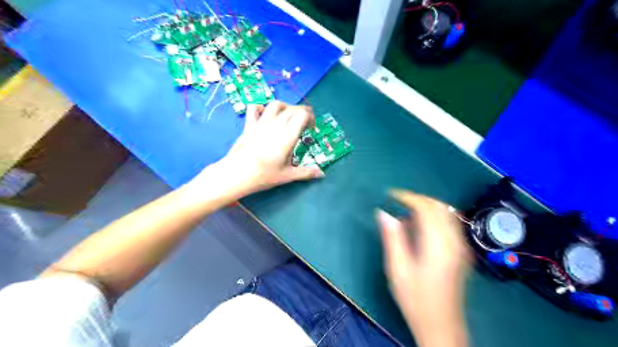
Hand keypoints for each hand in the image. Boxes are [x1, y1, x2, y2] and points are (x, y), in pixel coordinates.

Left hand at [191, 101, 324, 198]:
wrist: (238, 174)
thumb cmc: (265, 175)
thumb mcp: (288, 175)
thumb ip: (306, 172)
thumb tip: (322, 174)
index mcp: (288, 135)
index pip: (303, 114)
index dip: (310, 117)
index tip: (311, 128)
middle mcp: (276, 124)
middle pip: (293, 108)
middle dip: (302, 113)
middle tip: (304, 125)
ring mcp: (261, 122)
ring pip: (276, 104)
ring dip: (285, 107)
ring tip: (288, 117)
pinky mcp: (249, 125)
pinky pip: (254, 108)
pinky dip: (261, 108)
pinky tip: (265, 115)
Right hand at [374, 190, 471, 346]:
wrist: (441, 327)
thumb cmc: (416, 299)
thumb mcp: (397, 269)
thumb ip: (392, 238)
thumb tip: (383, 213)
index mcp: (438, 244)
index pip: (426, 208)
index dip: (408, 197)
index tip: (391, 194)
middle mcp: (454, 241)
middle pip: (439, 207)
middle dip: (418, 199)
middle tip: (398, 203)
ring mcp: (461, 247)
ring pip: (446, 214)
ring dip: (427, 208)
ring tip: (407, 216)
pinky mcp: (461, 253)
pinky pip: (449, 224)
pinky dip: (434, 218)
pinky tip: (420, 229)